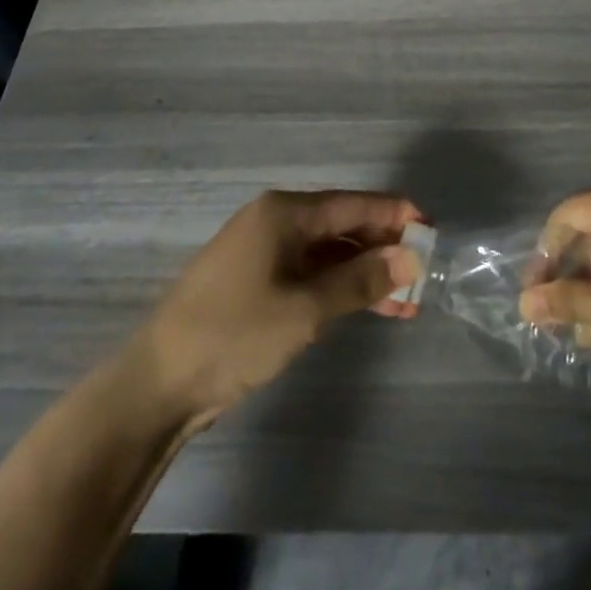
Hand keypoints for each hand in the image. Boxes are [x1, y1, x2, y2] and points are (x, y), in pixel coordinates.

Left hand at [132, 190, 423, 424]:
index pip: (353, 204)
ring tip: (406, 300)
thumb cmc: (235, 334)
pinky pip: (309, 274)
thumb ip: (361, 281)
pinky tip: (368, 308)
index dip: (395, 214)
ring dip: (365, 273)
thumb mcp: (306, 309)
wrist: (157, 385)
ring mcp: (263, 253)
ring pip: (328, 253)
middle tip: (423, 270)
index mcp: (284, 213)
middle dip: (383, 247)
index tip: (432, 228)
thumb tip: (410, 258)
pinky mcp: (256, 283)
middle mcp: (275, 222)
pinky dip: (339, 288)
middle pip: (342, 226)